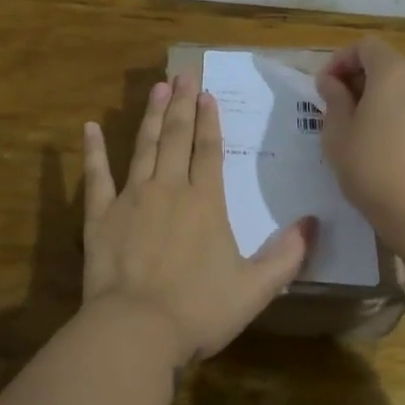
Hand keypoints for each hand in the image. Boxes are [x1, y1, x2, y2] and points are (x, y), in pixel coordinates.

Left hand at [82, 74, 315, 364]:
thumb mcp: (255, 288)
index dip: (210, 120)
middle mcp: (169, 188)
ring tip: (157, 88)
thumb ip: (287, 256)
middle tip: (183, 75)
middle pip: (177, 138)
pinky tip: (90, 127)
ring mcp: (132, 198)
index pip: (209, 150)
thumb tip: (313, 224)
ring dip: (151, 116)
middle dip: (182, 105)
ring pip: (144, 146)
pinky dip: (93, 151)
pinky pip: (96, 176)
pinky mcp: (100, 215)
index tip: (207, 94)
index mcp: (205, 202)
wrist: (136, 329)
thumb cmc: (199, 309)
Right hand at [315, 36, 404, 247]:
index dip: (340, 61)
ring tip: (362, 129)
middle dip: (360, 79)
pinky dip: (402, 113)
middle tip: (338, 110)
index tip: (324, 88)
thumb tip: (332, 82)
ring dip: (382, 97)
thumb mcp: (338, 135)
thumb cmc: (374, 170)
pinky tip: (388, 144)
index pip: (365, 47)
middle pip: (387, 64)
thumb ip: (334, 100)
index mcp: (394, 72)